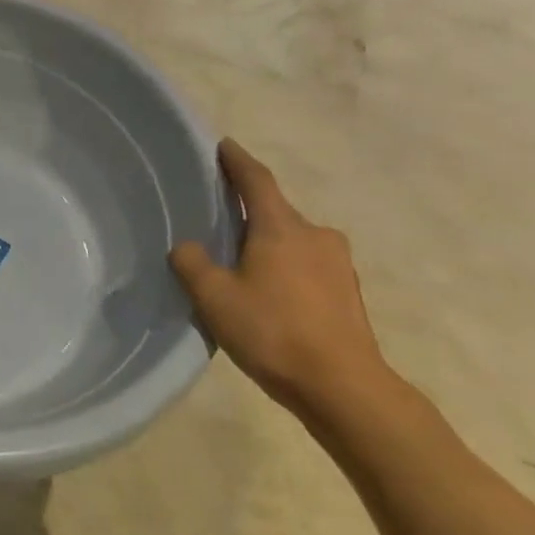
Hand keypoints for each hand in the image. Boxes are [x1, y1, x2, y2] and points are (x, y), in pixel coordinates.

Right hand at [169, 140, 389, 423]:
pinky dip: (286, 270)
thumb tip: (186, 246)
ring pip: (293, 242)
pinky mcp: (348, 294)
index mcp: (282, 228)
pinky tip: (270, 295)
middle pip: (276, 212)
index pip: (256, 180)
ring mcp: (338, 265)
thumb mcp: (214, 297)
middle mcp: (316, 235)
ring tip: (242, 264)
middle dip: (250, 212)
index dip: (237, 160)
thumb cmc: (274, 332)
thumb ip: (192, 263)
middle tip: (220, 220)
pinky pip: (308, 267)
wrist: (345, 389)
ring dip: (269, 245)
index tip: (223, 145)